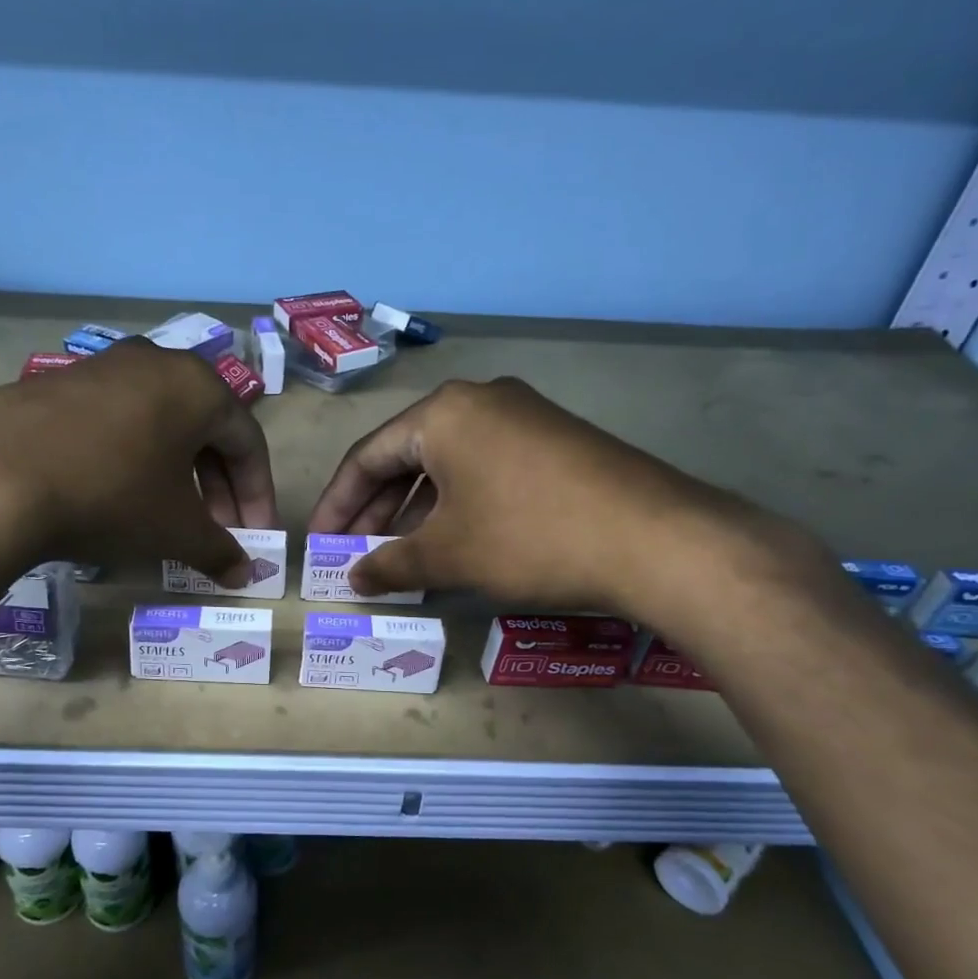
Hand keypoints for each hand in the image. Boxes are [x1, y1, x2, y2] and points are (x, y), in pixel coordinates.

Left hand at [0, 340, 277, 584]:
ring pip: (159, 425)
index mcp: (197, 386)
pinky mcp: (57, 384)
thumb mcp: (174, 529)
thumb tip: (245, 572)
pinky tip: (117, 496)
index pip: (247, 442)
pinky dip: (132, 460)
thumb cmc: (110, 495)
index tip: (254, 536)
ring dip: (175, 474)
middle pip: (204, 430)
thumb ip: (219, 549)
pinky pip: (116, 423)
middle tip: (216, 531)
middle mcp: (155, 363)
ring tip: (169, 517)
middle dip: (216, 487)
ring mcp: (101, 368)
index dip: (257, 495)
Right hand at [307, 378, 808, 627]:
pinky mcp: (554, 439)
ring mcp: (522, 415)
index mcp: (441, 413)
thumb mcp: (449, 555)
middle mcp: (478, 400)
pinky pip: (484, 466)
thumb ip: (390, 564)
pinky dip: (457, 503)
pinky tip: (454, 539)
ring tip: (400, 555)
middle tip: (356, 554)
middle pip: (405, 456)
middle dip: (376, 509)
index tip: (320, 543)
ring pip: (446, 463)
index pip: (366, 457)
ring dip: (416, 509)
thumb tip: (352, 577)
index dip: (337, 504)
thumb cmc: (530, 538)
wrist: (657, 540)